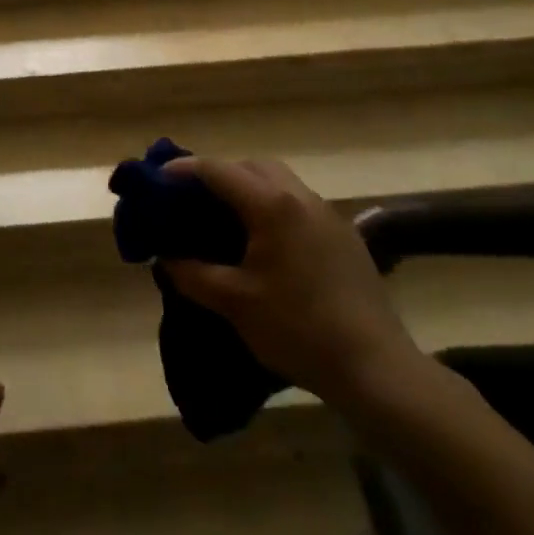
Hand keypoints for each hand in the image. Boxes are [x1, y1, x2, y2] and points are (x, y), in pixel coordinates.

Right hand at [162, 159, 427, 411]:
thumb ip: (193, 273)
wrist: (375, 368)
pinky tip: (267, 243)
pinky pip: (299, 204)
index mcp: (271, 205)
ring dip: (249, 188)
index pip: (218, 170)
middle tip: (193, 199)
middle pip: (251, 166)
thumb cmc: (298, 329)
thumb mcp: (234, 302)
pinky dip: (273, 207)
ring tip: (227, 218)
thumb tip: (166, 257)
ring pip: (279, 181)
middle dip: (219, 174)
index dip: (183, 170)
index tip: (158, 180)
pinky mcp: (345, 236)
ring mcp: (328, 215)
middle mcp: (301, 197)